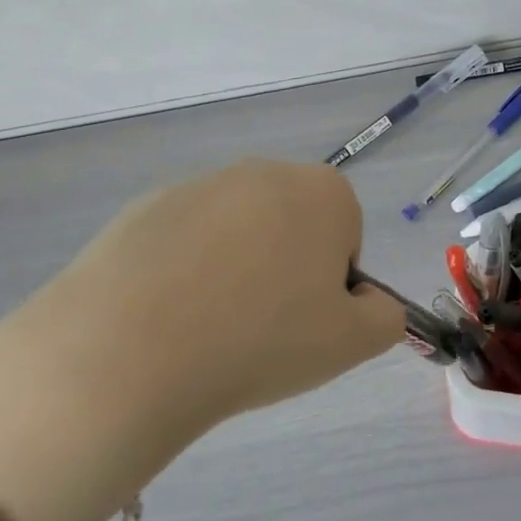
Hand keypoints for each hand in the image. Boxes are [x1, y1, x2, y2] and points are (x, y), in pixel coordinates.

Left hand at [0, 161, 405, 520]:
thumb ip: (384, 317)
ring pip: (238, 233)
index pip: (346, 235)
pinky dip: (186, 270)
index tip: (305, 321)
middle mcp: (264, 172)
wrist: (135, 347)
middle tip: (263, 327)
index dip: (331, 285)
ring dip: (236, 269)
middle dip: (286, 269)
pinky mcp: (147, 206)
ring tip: (210, 327)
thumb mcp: (352, 344)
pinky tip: (169, 314)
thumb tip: (369, 303)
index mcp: (322, 193)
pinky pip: (186, 241)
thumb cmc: (263, 339)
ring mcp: (201, 184)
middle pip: (292, 226)